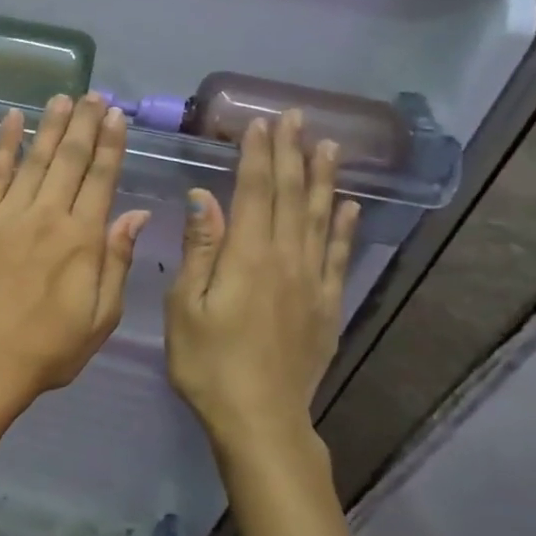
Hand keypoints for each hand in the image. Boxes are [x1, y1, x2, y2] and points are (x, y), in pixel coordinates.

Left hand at [0, 94, 151, 406]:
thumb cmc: (51, 347)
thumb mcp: (103, 315)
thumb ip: (118, 260)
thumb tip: (136, 213)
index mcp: (83, 239)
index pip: (101, 179)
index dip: (111, 145)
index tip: (117, 117)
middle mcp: (47, 216)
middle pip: (70, 160)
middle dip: (84, 124)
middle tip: (94, 95)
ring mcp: (7, 215)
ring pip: (34, 159)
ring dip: (50, 126)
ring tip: (63, 98)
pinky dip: (3, 144)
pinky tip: (11, 119)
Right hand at [165, 111, 358, 472]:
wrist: (260, 418)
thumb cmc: (208, 363)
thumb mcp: (185, 307)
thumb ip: (200, 249)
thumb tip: (204, 197)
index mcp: (248, 258)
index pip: (256, 193)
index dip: (258, 156)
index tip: (261, 124)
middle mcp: (286, 260)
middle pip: (291, 197)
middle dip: (292, 154)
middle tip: (296, 117)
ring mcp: (312, 282)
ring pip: (321, 219)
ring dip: (323, 179)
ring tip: (329, 145)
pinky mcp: (326, 305)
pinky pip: (340, 256)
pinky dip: (346, 228)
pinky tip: (349, 207)